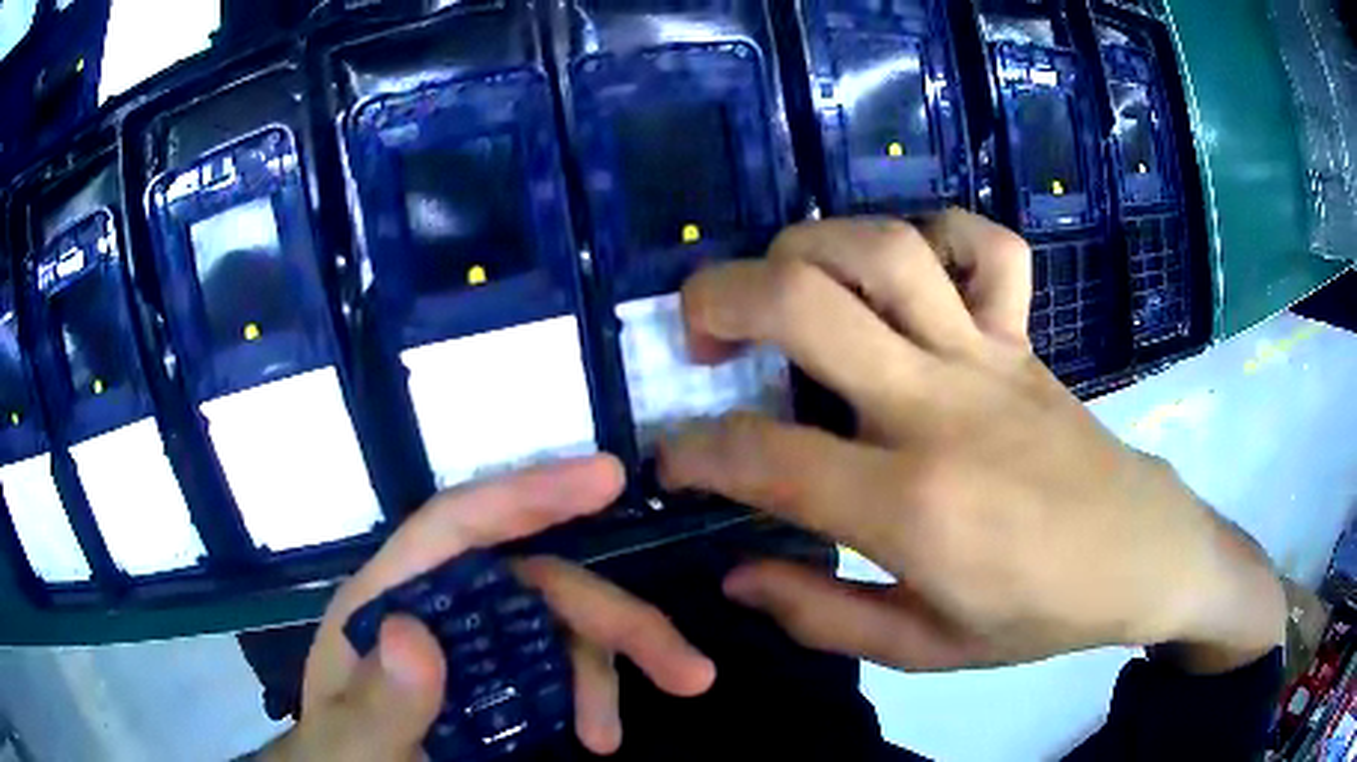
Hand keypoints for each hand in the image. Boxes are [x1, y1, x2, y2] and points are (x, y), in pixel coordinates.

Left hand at [261, 457, 714, 761]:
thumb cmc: (343, 760)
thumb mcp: (352, 744)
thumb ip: (377, 699)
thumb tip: (416, 632)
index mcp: (389, 600)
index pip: (457, 526)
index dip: (530, 493)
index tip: (607, 477)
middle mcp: (439, 610)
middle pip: (536, 584)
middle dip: (614, 621)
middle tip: (689, 671)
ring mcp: (473, 648)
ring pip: (559, 629)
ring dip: (607, 672)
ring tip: (611, 739)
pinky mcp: (497, 684)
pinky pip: (560, 671)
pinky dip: (591, 697)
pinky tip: (597, 736)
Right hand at [662, 210, 1284, 674]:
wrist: (1138, 555)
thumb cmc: (1037, 615)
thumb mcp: (924, 648)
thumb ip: (821, 615)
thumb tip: (737, 573)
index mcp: (914, 506)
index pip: (768, 458)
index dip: (697, 452)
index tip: (672, 458)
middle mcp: (941, 408)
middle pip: (810, 305)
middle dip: (723, 298)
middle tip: (698, 332)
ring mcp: (988, 357)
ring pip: (887, 250)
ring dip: (810, 247)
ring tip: (781, 284)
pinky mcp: (1023, 336)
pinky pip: (988, 247)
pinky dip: (937, 232)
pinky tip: (908, 267)